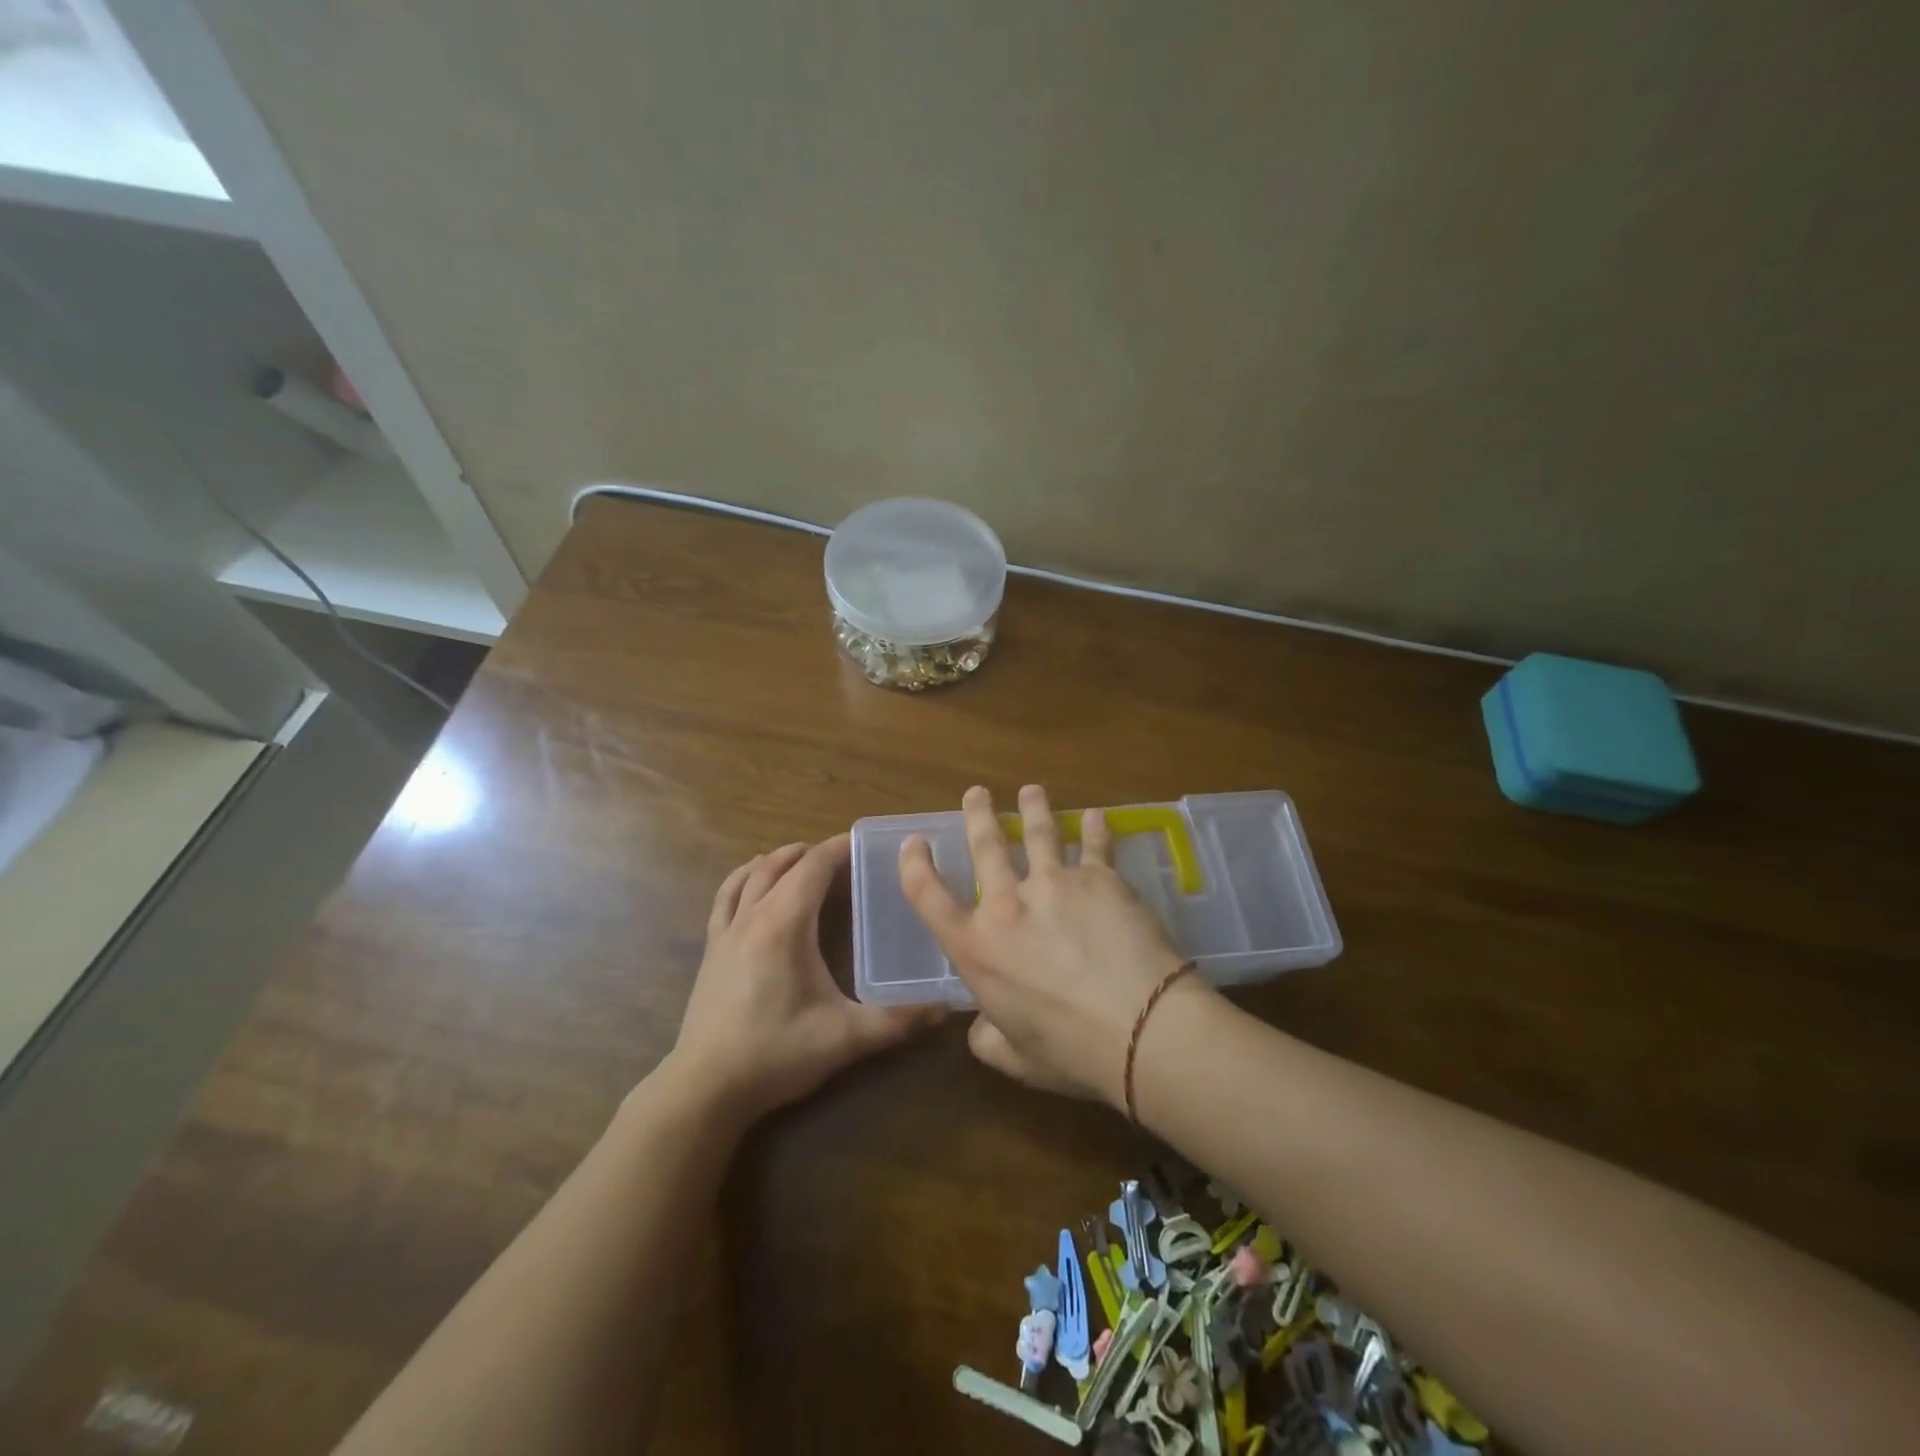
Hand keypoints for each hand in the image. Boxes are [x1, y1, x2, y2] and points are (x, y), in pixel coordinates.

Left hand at [668, 836, 944, 1122]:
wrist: (705, 1089)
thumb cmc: (776, 1055)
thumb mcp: (845, 1038)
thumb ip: (897, 1021)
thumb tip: (946, 1009)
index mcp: (784, 925)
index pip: (813, 867)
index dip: (839, 849)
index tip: (865, 843)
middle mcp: (753, 916)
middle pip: (783, 865)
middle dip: (815, 852)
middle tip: (845, 856)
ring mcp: (726, 931)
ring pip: (751, 874)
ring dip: (779, 859)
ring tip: (803, 858)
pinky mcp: (711, 949)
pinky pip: (726, 896)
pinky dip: (744, 878)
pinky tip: (753, 883)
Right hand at [898, 785, 1209, 1107]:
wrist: (1140, 1027)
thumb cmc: (1070, 1052)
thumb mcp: (1015, 1059)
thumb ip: (988, 1038)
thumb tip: (983, 1027)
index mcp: (977, 948)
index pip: (929, 896)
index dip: (914, 866)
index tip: (915, 843)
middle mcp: (1008, 904)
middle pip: (986, 847)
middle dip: (978, 815)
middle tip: (976, 793)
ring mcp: (1055, 883)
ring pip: (1038, 834)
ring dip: (1033, 809)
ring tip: (1031, 791)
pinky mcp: (1100, 878)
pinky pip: (1095, 845)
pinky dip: (1095, 829)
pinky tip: (1098, 816)